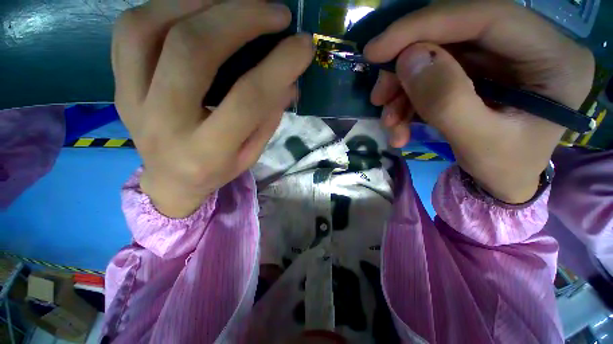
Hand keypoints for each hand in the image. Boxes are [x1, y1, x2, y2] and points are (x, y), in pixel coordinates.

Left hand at [113, 0, 313, 216]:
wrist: (171, 180)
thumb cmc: (217, 170)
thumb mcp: (251, 154)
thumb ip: (268, 118)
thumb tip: (288, 80)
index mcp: (208, 151)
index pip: (248, 99)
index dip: (279, 66)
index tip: (303, 45)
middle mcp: (164, 123)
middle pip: (194, 51)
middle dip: (240, 18)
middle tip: (275, 11)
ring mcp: (131, 100)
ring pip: (150, 28)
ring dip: (201, 1)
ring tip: (239, 0)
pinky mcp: (117, 83)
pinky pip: (130, 30)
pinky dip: (166, 5)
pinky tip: (198, 7)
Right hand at [365, 1, 593, 203]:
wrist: (503, 183)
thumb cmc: (503, 170)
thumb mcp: (479, 144)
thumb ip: (446, 101)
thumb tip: (407, 59)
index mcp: (554, 58)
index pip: (486, 16)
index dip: (424, 26)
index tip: (376, 51)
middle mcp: (531, 45)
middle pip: (454, 35)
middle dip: (405, 67)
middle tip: (379, 98)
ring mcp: (501, 56)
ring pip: (435, 56)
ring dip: (402, 91)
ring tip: (390, 122)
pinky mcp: (478, 71)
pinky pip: (431, 75)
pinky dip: (408, 100)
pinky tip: (399, 125)